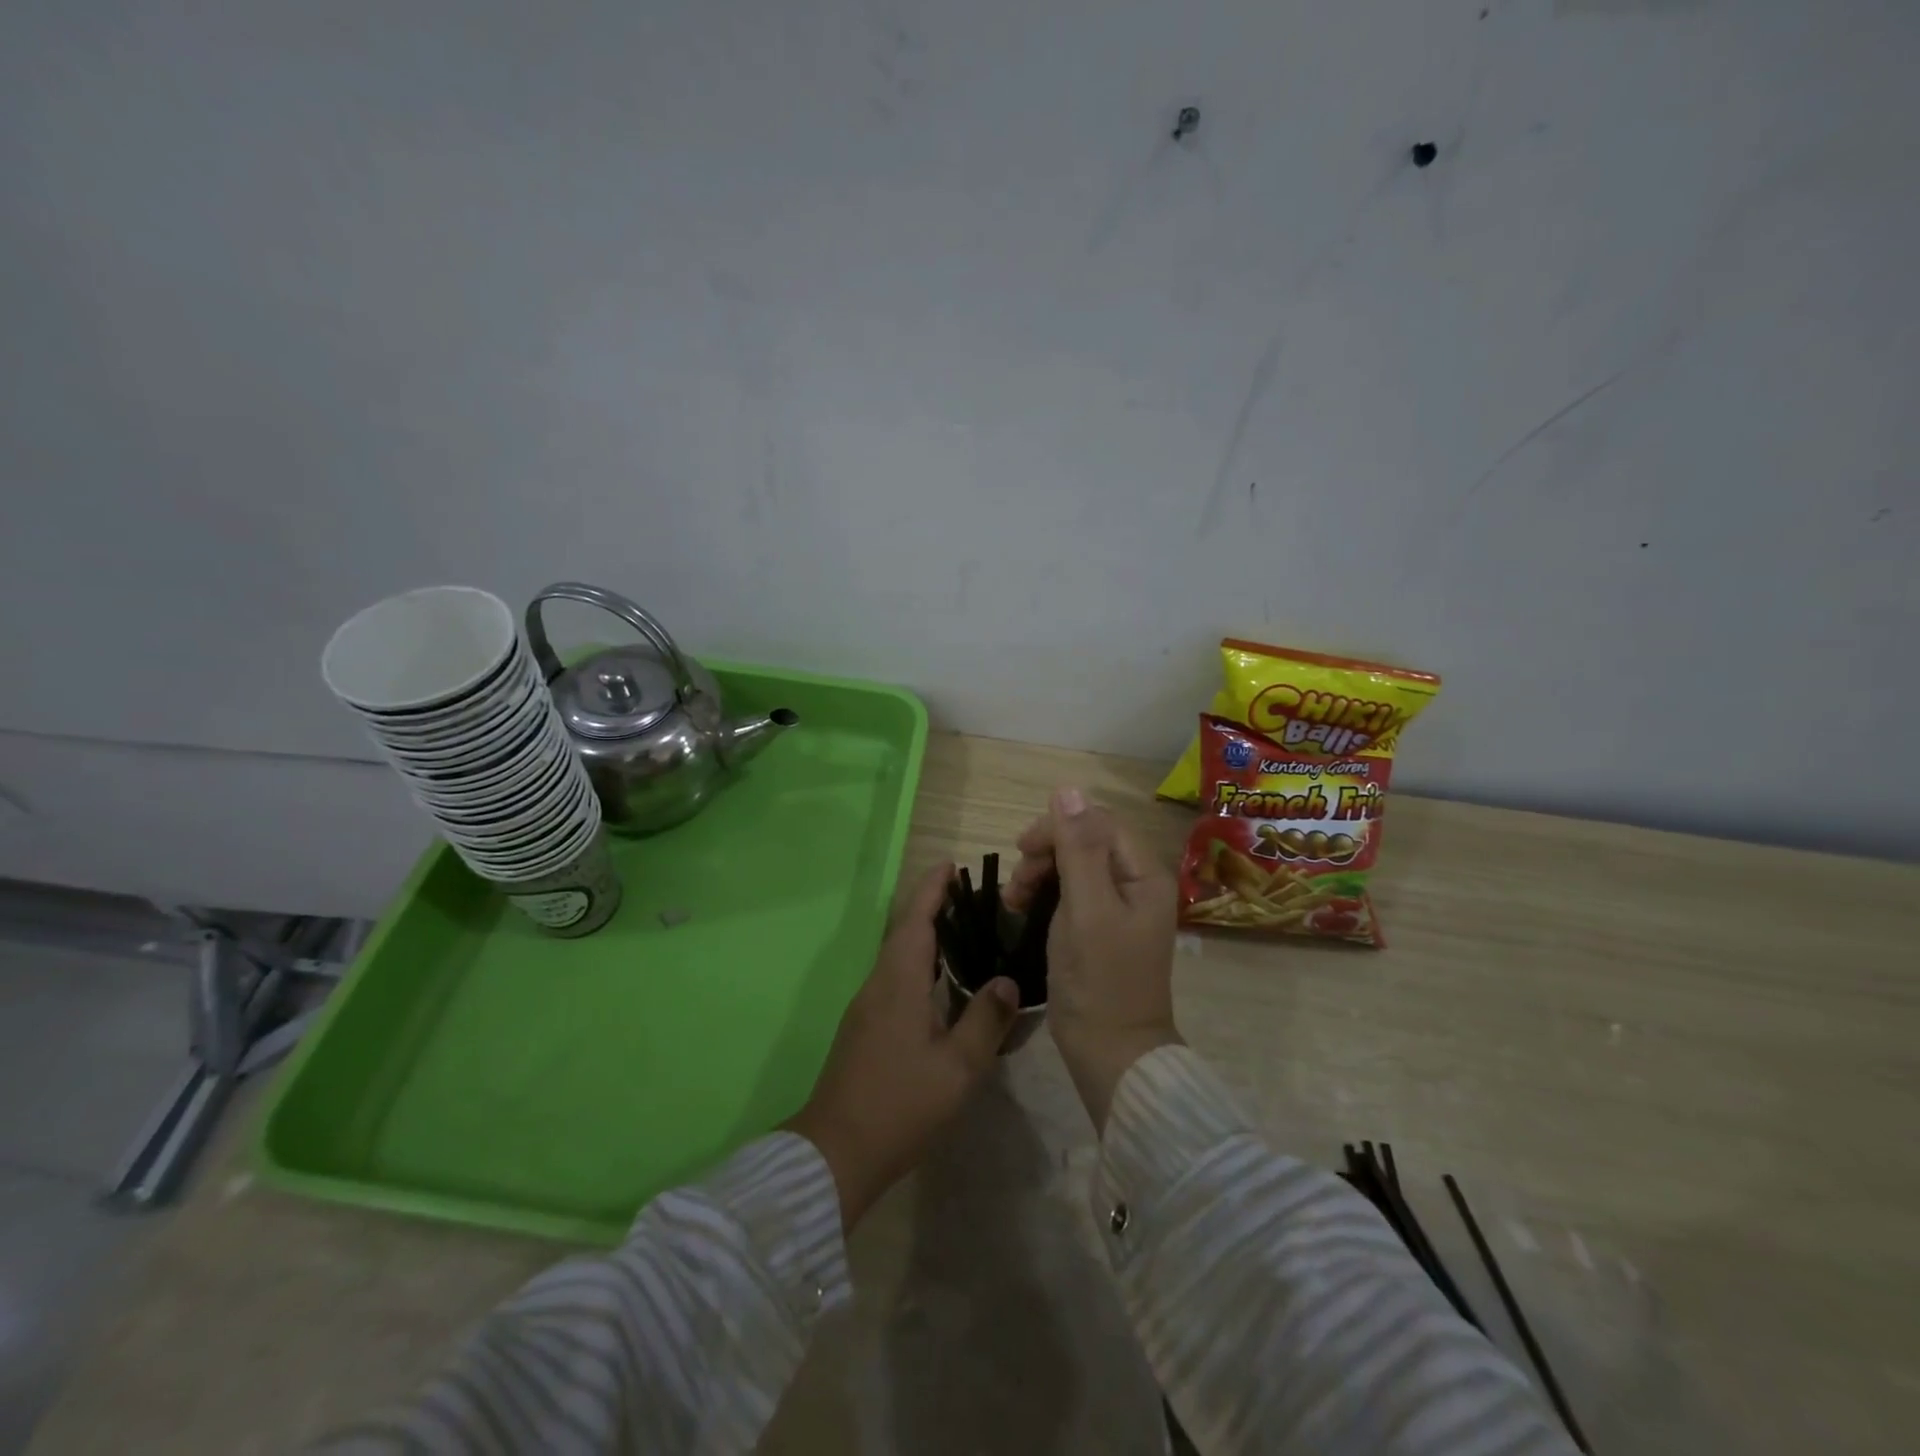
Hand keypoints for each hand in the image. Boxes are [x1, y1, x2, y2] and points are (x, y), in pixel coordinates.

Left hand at [784, 863, 1020, 1229]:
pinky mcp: (865, 1027)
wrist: (835, 1152)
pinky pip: (895, 977)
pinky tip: (940, 983)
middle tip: (971, 896)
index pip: (916, 919)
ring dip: (925, 934)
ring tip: (963, 931)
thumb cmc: (900, 1105)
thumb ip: (985, 1020)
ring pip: (899, 955)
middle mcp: (878, 984)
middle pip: (905, 931)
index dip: (932, 888)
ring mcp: (867, 1006)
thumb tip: (1008, 981)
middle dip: (933, 906)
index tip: (951, 864)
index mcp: (898, 982)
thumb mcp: (957, 1068)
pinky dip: (919, 963)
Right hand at [1008, 788, 1181, 1129]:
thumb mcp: (1086, 909)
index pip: (1098, 823)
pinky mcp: (1101, 928)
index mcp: (1143, 874)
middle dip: (1046, 854)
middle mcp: (1136, 883)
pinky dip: (1044, 896)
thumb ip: (1078, 848)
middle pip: (1086, 842)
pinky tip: (1022, 911)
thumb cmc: (1100, 980)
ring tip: (1013, 902)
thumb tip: (1068, 789)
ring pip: (1074, 866)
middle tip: (1017, 885)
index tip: (1023, 852)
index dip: (1058, 828)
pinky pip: (1071, 893)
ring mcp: (1119, 907)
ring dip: (1040, 874)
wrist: (1111, 1054)